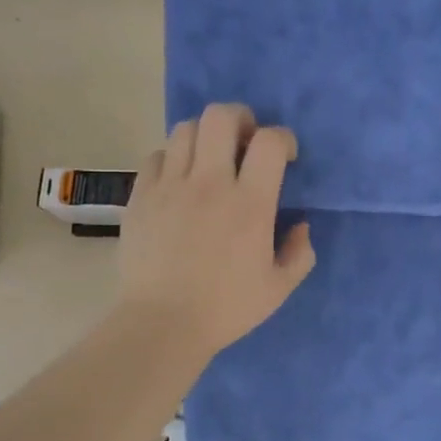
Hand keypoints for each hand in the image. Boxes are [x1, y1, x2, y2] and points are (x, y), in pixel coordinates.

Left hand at [117, 103, 315, 358]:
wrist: (161, 324)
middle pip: (221, 116)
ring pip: (185, 129)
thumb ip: (299, 253)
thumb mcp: (279, 287)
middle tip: (245, 142)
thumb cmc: (226, 308)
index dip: (283, 138)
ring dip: (205, 136)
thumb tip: (299, 226)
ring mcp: (170, 186)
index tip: (285, 158)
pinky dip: (172, 159)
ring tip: (210, 160)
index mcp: (249, 203)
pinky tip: (179, 181)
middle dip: (240, 118)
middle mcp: (210, 183)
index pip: (269, 141)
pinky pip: (156, 156)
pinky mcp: (141, 196)